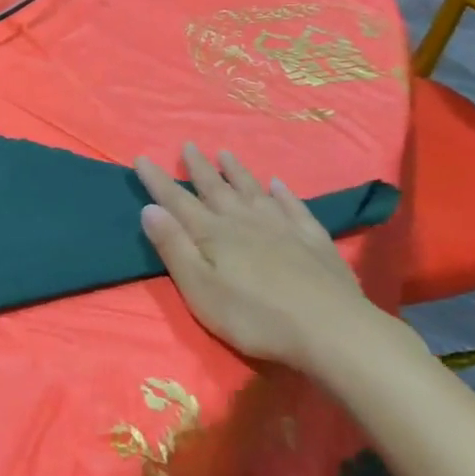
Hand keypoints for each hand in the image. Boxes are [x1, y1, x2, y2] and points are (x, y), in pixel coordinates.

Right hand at [136, 145, 376, 371]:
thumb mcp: (200, 289)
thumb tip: (148, 209)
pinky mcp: (313, 239)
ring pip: (253, 190)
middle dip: (199, 167)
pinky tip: (279, 184)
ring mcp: (281, 227)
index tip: (142, 158)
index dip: (157, 180)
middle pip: (216, 188)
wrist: (332, 330)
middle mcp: (244, 220)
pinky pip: (293, 206)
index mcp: (212, 233)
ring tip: (226, 153)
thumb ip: (174, 248)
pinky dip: (283, 193)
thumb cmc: (256, 316)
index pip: (177, 200)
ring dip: (237, 172)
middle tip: (188, 145)